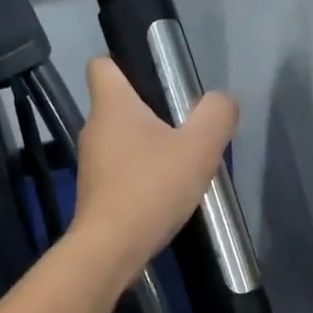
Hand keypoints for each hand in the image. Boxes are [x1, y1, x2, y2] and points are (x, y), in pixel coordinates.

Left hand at [69, 56, 237, 281]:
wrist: (111, 249)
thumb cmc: (151, 188)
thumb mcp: (199, 147)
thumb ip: (216, 115)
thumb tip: (221, 102)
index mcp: (111, 105)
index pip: (102, 64)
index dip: (126, 64)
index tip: (156, 80)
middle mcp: (93, 128)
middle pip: (119, 105)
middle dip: (150, 112)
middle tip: (185, 129)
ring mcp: (90, 164)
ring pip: (121, 141)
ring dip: (148, 148)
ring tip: (180, 166)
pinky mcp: (95, 194)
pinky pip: (121, 172)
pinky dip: (141, 177)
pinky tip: (165, 194)